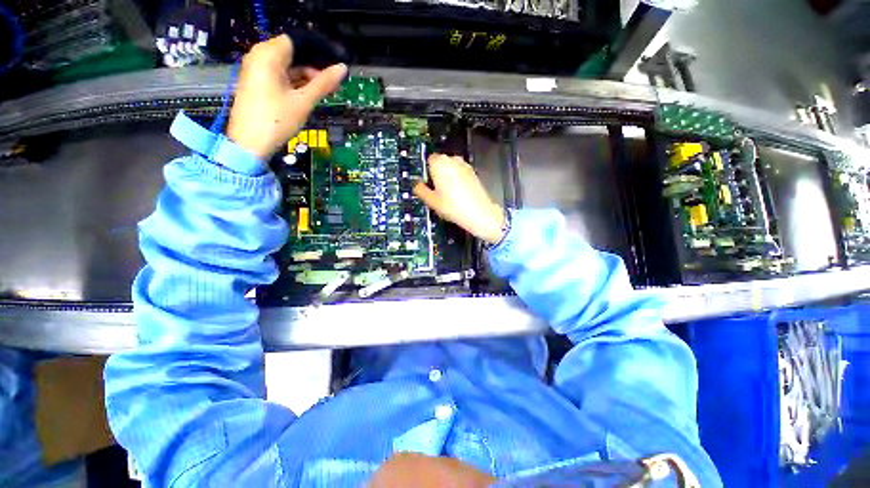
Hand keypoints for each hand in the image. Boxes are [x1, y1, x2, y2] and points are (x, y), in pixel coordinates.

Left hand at [227, 34, 347, 159]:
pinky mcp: (257, 82)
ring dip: (306, 76)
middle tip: (334, 83)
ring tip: (325, 91)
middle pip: (293, 53)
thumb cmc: (277, 120)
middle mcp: (260, 56)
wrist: (249, 143)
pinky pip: (280, 75)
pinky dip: (295, 82)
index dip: (319, 51)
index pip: (298, 41)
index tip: (336, 64)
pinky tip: (309, 94)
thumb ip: (323, 83)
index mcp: (269, 55)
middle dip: (314, 66)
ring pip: (287, 65)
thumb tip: (342, 69)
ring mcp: (257, 70)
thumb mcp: (304, 101)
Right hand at [414, 154, 506, 243]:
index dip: (426, 173)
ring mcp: (465, 166)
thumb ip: (420, 190)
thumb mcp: (431, 201)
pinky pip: (460, 174)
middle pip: (440, 164)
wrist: (479, 213)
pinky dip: (457, 181)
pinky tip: (457, 195)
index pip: (428, 160)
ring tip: (448, 195)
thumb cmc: (456, 207)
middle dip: (437, 175)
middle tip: (436, 191)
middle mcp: (453, 160)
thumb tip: (417, 186)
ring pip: (451, 169)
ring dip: (448, 178)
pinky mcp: (473, 173)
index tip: (427, 183)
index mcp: (440, 163)